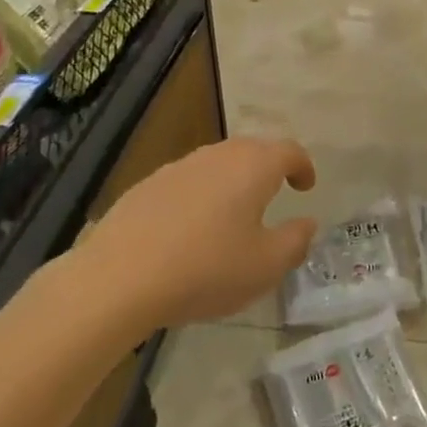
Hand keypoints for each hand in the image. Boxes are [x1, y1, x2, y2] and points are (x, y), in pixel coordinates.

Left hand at [75, 138, 318, 327]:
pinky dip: (201, 195)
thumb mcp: (265, 267)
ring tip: (234, 214)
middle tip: (276, 194)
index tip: (306, 186)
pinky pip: (188, 181)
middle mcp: (219, 155)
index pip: (289, 151)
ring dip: (233, 181)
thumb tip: (307, 223)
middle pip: (253, 150)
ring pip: (218, 163)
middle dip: (269, 168)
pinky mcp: (148, 184)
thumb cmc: (206, 269)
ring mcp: (180, 166)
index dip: (303, 166)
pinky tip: (192, 228)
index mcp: (253, 167)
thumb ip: (295, 241)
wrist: (119, 276)